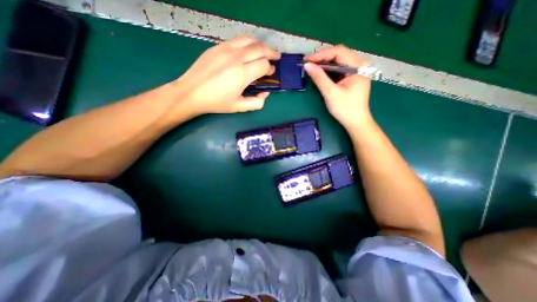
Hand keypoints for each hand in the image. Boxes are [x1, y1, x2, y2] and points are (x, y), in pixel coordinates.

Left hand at [177, 35, 280, 115]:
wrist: (192, 92)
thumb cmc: (216, 102)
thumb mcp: (239, 107)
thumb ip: (256, 102)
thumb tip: (265, 93)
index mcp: (242, 74)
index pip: (264, 64)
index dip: (270, 68)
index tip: (270, 73)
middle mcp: (236, 58)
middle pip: (260, 49)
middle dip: (271, 52)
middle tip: (276, 57)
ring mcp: (226, 49)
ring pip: (249, 40)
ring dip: (260, 45)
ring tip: (264, 51)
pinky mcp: (218, 46)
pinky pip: (237, 40)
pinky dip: (247, 43)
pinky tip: (248, 49)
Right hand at [304, 45, 371, 127]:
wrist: (355, 121)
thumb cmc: (345, 108)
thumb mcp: (331, 93)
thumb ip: (319, 78)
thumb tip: (307, 65)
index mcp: (358, 66)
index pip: (338, 52)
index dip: (321, 54)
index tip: (306, 60)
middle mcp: (360, 63)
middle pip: (339, 54)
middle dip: (322, 57)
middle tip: (307, 63)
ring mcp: (357, 69)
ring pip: (338, 60)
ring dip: (324, 63)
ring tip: (311, 67)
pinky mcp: (352, 76)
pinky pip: (339, 68)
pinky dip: (329, 69)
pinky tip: (320, 72)